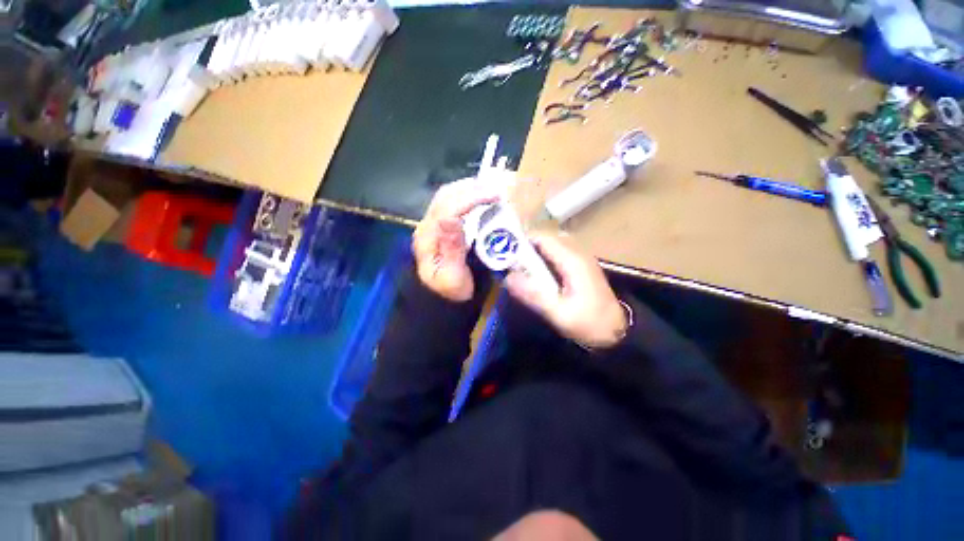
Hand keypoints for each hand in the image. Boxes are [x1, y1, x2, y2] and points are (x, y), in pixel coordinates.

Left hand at [412, 178, 499, 301]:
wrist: (441, 300)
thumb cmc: (449, 291)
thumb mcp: (452, 277)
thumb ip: (452, 249)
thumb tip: (451, 218)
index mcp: (428, 238)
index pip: (448, 208)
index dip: (471, 198)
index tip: (495, 196)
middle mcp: (427, 226)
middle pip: (445, 196)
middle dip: (471, 188)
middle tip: (497, 190)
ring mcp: (432, 225)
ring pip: (448, 196)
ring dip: (469, 189)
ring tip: (491, 191)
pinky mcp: (440, 226)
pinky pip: (452, 203)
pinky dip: (468, 196)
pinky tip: (480, 198)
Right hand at [505, 232, 627, 348]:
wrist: (617, 333)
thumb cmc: (589, 324)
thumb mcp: (559, 314)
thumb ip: (534, 295)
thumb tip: (508, 277)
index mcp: (572, 261)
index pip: (543, 238)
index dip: (522, 241)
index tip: (505, 252)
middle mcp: (577, 253)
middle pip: (546, 239)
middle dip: (526, 247)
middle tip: (510, 263)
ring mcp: (581, 259)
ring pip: (552, 245)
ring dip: (534, 253)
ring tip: (519, 268)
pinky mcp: (580, 267)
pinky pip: (558, 254)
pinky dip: (543, 259)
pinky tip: (536, 275)